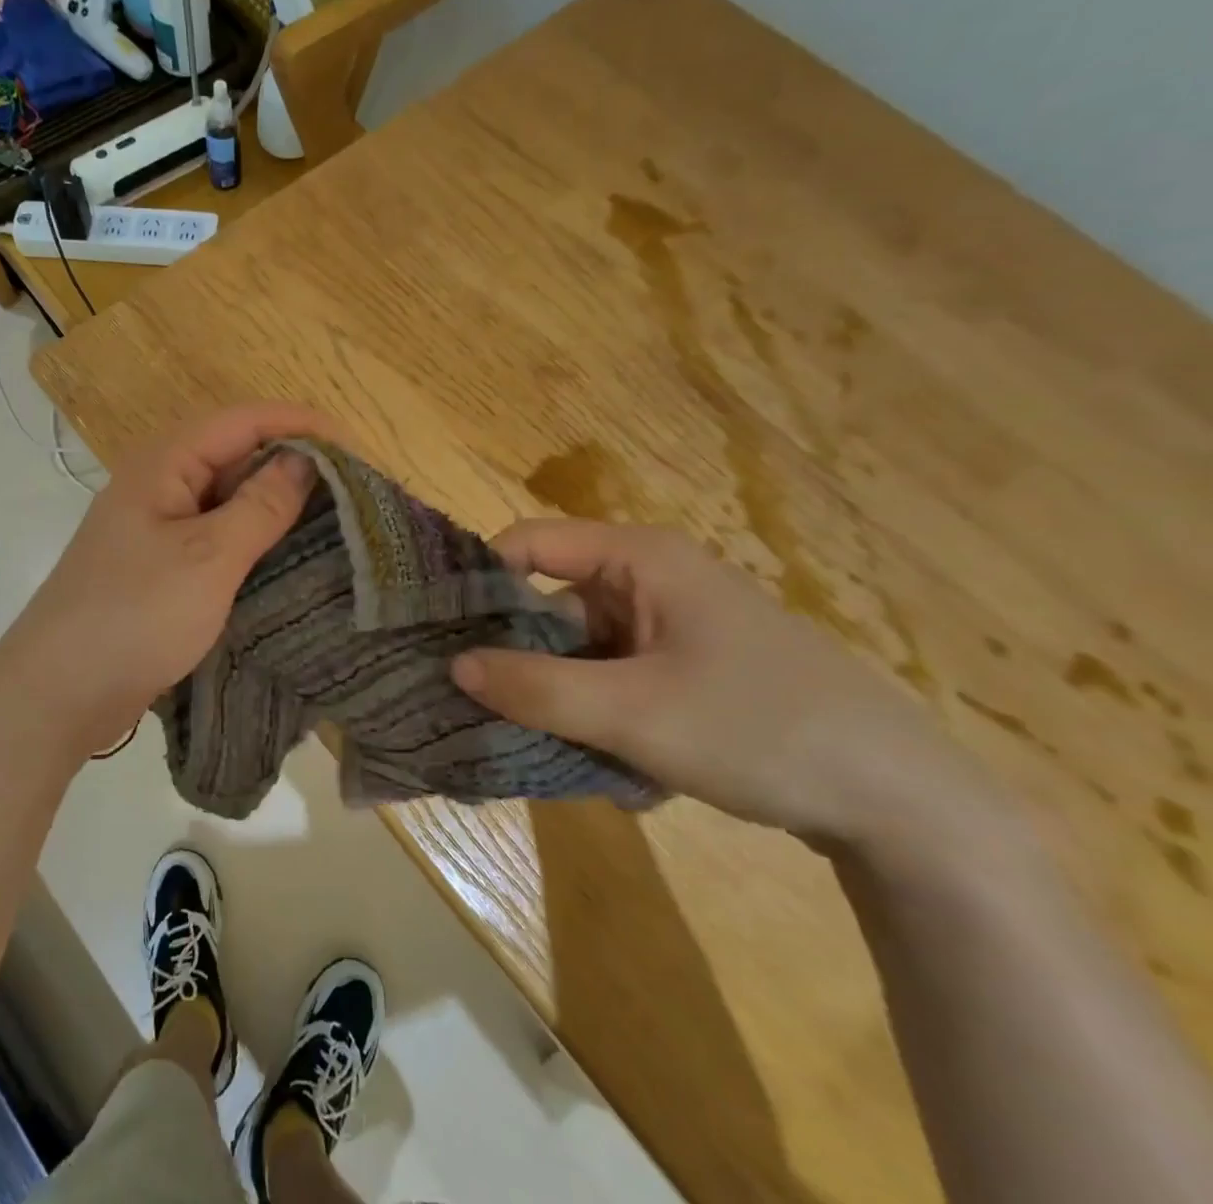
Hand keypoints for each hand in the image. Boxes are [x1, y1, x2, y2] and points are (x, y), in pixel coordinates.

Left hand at [0, 403, 338, 759]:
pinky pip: (216, 536)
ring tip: (332, 520)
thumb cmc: (136, 615)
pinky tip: (287, 556)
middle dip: (291, 464)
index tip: (354, 447)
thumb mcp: (209, 557)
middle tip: (350, 488)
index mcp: (163, 464)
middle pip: (234, 454)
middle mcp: (159, 484)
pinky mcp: (161, 565)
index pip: (242, 421)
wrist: (60, 692)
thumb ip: (260, 505)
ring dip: (274, 504)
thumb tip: (303, 460)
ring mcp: (157, 527)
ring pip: (227, 498)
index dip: (298, 425)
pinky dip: (252, 539)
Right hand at [450, 520, 997, 852]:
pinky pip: (616, 678)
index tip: (443, 631)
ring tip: (545, 747)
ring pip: (582, 650)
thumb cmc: (760, 730)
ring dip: (561, 696)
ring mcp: (673, 626)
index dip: (482, 579)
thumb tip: (454, 666)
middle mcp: (652, 579)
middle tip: (482, 705)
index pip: (530, 542)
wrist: (906, 806)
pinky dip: (599, 715)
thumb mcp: (633, 713)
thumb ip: (536, 688)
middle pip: (552, 601)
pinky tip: (610, 765)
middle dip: (518, 655)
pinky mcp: (690, 669)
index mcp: (640, 558)